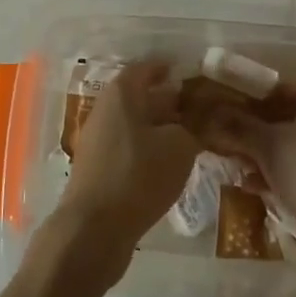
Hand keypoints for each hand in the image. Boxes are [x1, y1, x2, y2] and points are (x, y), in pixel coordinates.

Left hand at [52, 61, 196, 268]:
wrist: (94, 228)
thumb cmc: (138, 175)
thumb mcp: (179, 147)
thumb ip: (194, 127)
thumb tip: (200, 120)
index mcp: (122, 93)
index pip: (148, 68)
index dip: (172, 69)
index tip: (196, 76)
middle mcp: (105, 108)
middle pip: (141, 96)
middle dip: (171, 101)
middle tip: (202, 109)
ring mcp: (98, 138)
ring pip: (135, 122)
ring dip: (161, 126)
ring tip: (192, 137)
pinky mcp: (98, 165)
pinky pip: (128, 145)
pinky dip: (149, 147)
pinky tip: (169, 163)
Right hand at [196, 74, 295, 245]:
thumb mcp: (267, 145)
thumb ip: (239, 125)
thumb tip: (212, 111)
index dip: (270, 90)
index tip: (246, 104)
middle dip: (265, 124)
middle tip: (238, 134)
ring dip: (271, 150)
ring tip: (243, 164)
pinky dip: (285, 172)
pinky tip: (259, 188)